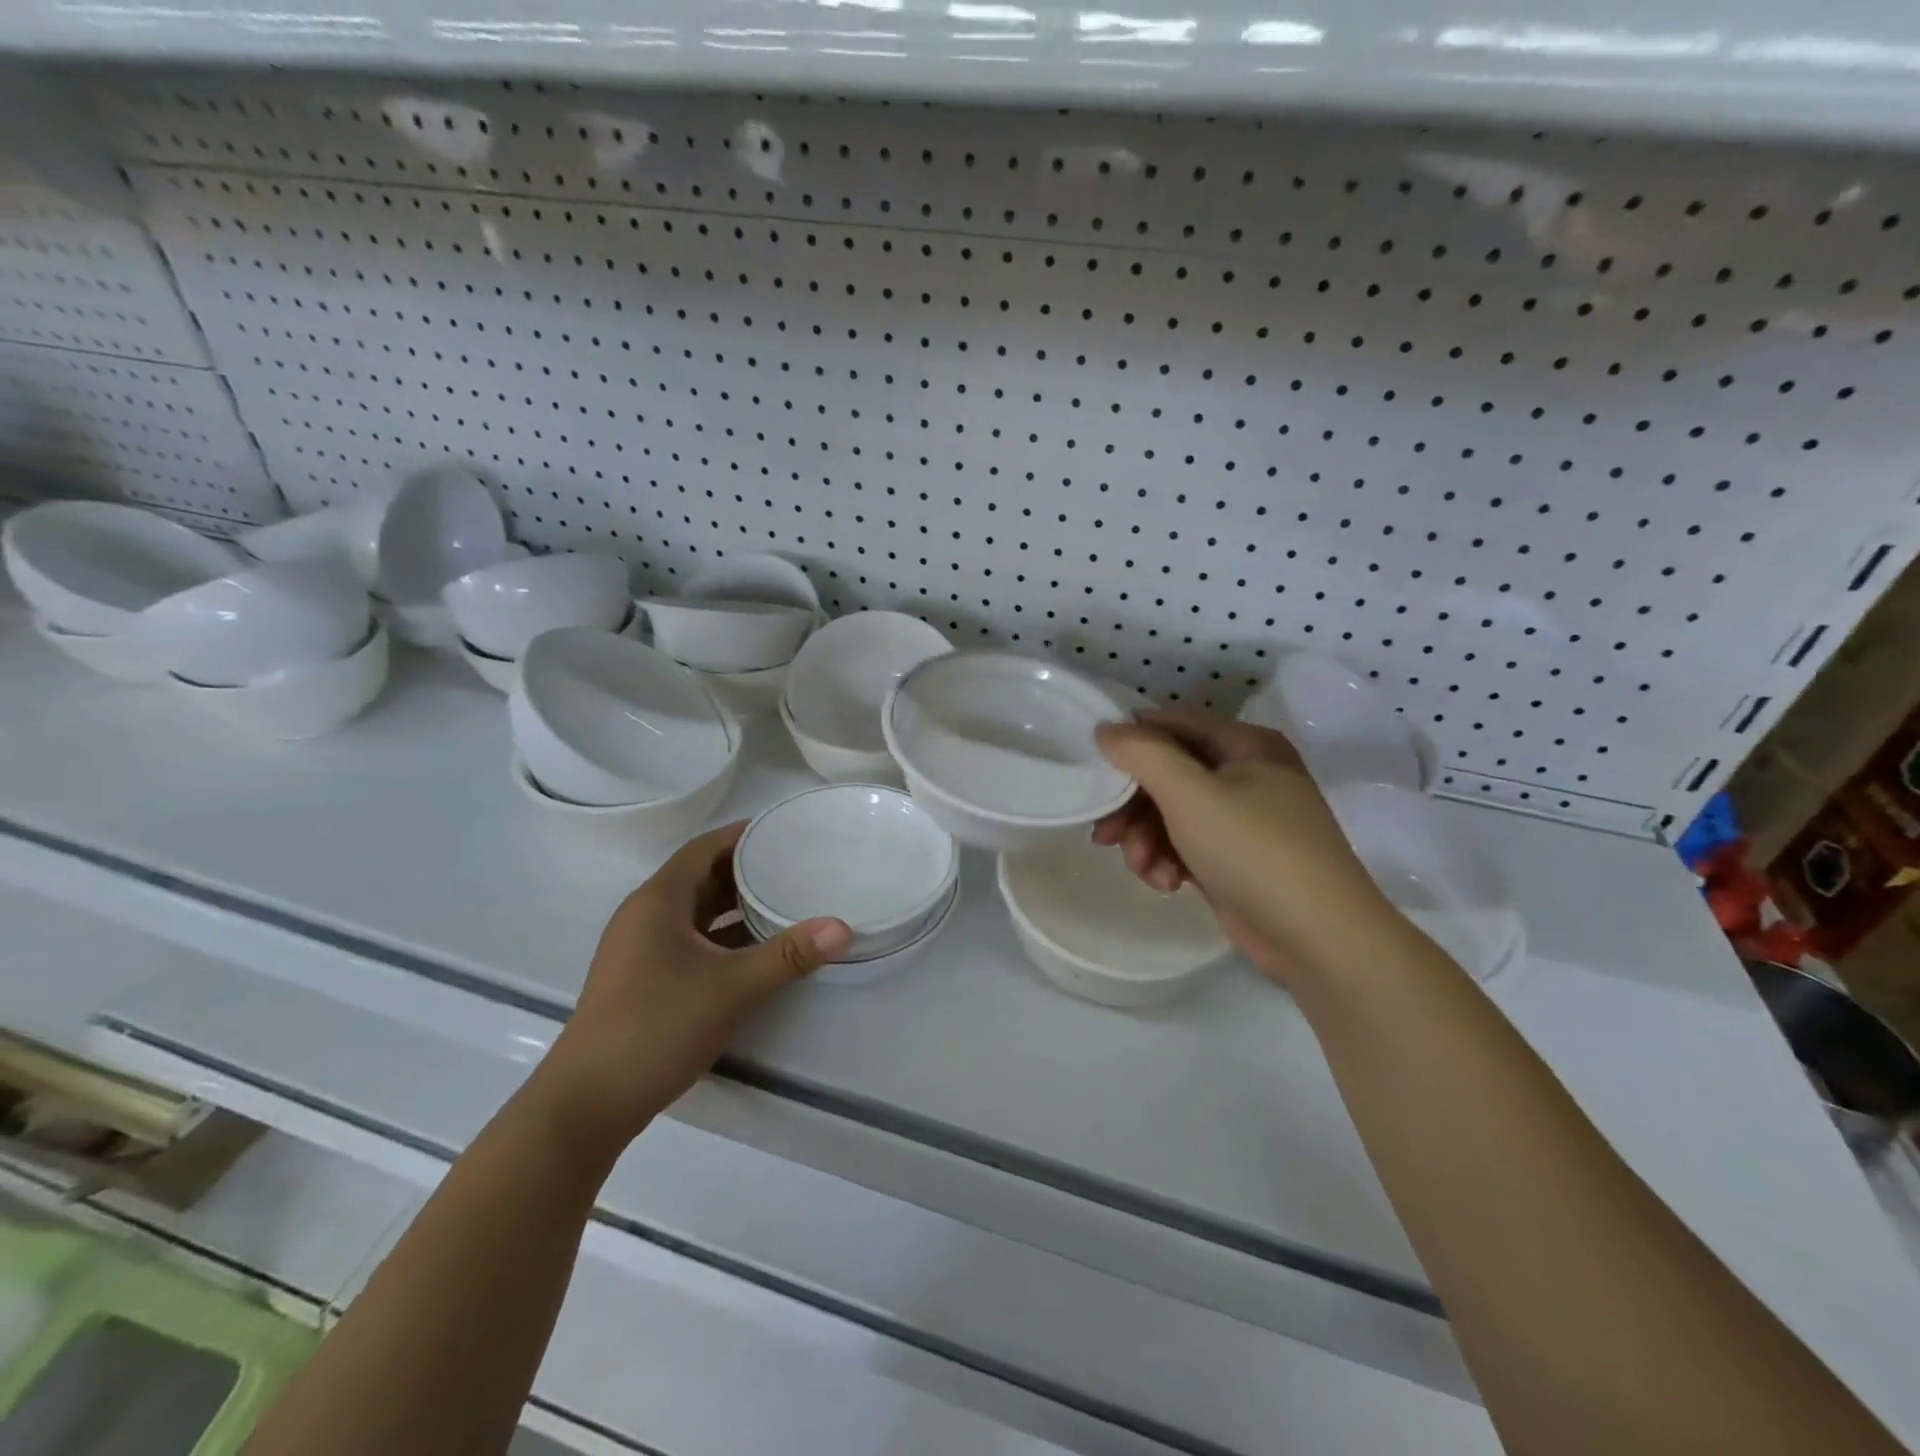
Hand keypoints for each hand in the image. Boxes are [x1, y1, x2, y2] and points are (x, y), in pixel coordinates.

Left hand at [532, 822, 850, 1162]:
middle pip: (701, 878)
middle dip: (747, 871)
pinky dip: (724, 938)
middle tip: (797, 865)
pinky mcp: (644, 981)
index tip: (785, 830)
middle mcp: (645, 917)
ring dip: (736, 907)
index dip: (743, 835)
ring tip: (785, 902)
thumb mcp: (731, 988)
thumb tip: (842, 928)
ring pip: (697, 914)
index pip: (704, 849)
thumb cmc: (655, 1028)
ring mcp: (641, 951)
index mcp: (657, 902)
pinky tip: (758, 951)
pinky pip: (692, 942)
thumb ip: (788, 956)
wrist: (586, 1106)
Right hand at [1093, 710, 1392, 986]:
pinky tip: (1167, 884)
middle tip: (1106, 835)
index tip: (1094, 768)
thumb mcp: (1191, 794)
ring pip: (1171, 814)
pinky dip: (1169, 861)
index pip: (1173, 725)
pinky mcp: (1234, 859)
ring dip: (1147, 840)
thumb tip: (1106, 730)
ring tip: (1145, 869)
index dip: (1132, 741)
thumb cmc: (1254, 851)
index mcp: (1246, 745)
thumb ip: (1143, 754)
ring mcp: (1242, 819)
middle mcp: (1246, 775)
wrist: (1318, 938)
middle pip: (1168, 775)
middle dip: (1134, 807)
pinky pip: (1185, 845)